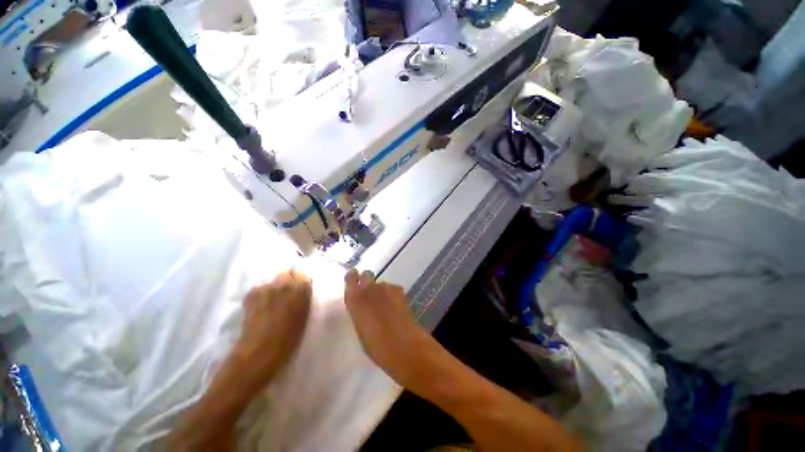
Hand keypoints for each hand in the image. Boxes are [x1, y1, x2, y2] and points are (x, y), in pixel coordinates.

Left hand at [236, 269, 311, 378]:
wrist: (260, 351)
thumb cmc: (289, 338)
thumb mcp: (304, 316)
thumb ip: (304, 298)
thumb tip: (303, 289)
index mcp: (301, 289)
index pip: (303, 273)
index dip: (301, 279)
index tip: (301, 287)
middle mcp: (284, 283)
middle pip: (286, 272)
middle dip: (287, 279)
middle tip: (286, 292)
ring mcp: (266, 288)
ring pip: (272, 279)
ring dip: (274, 286)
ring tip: (272, 299)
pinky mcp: (252, 294)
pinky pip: (260, 287)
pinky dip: (261, 293)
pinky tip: (261, 305)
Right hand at [343, 269, 435, 389]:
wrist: (403, 345)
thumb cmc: (376, 346)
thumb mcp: (360, 329)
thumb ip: (359, 312)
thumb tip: (362, 306)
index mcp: (355, 299)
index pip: (351, 277)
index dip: (353, 278)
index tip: (354, 282)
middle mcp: (369, 288)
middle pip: (366, 275)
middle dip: (367, 281)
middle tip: (370, 294)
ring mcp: (385, 287)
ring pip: (380, 284)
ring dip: (381, 291)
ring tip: (386, 306)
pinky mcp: (399, 290)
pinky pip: (391, 289)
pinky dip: (392, 295)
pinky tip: (396, 308)